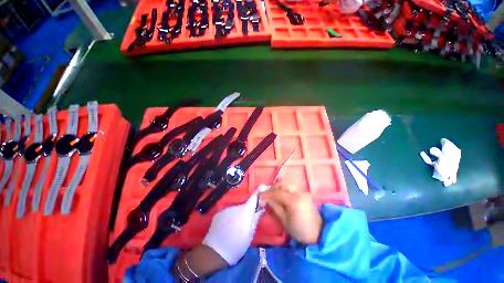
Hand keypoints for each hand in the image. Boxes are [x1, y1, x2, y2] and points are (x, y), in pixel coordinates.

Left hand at [202, 191, 262, 264]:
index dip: (258, 192)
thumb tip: (261, 208)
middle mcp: (236, 206)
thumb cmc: (237, 245)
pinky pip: (228, 212)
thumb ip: (256, 218)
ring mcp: (226, 209)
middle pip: (244, 205)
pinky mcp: (219, 213)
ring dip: (238, 214)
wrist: (215, 252)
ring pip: (236, 209)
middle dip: (247, 210)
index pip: (253, 197)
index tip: (263, 187)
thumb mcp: (250, 234)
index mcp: (245, 211)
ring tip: (235, 226)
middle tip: (247, 222)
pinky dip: (230, 217)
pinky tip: (227, 226)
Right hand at [261, 183, 321, 244]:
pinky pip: (292, 188)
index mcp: (294, 201)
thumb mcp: (285, 221)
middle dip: (273, 188)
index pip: (278, 193)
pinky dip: (284, 189)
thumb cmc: (300, 230)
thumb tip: (266, 199)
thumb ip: (275, 207)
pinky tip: (280, 195)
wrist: (318, 233)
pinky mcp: (305, 193)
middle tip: (266, 194)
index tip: (260, 196)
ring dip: (278, 187)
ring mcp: (303, 192)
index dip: (268, 194)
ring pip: (287, 184)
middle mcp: (299, 193)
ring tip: (272, 194)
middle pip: (283, 184)